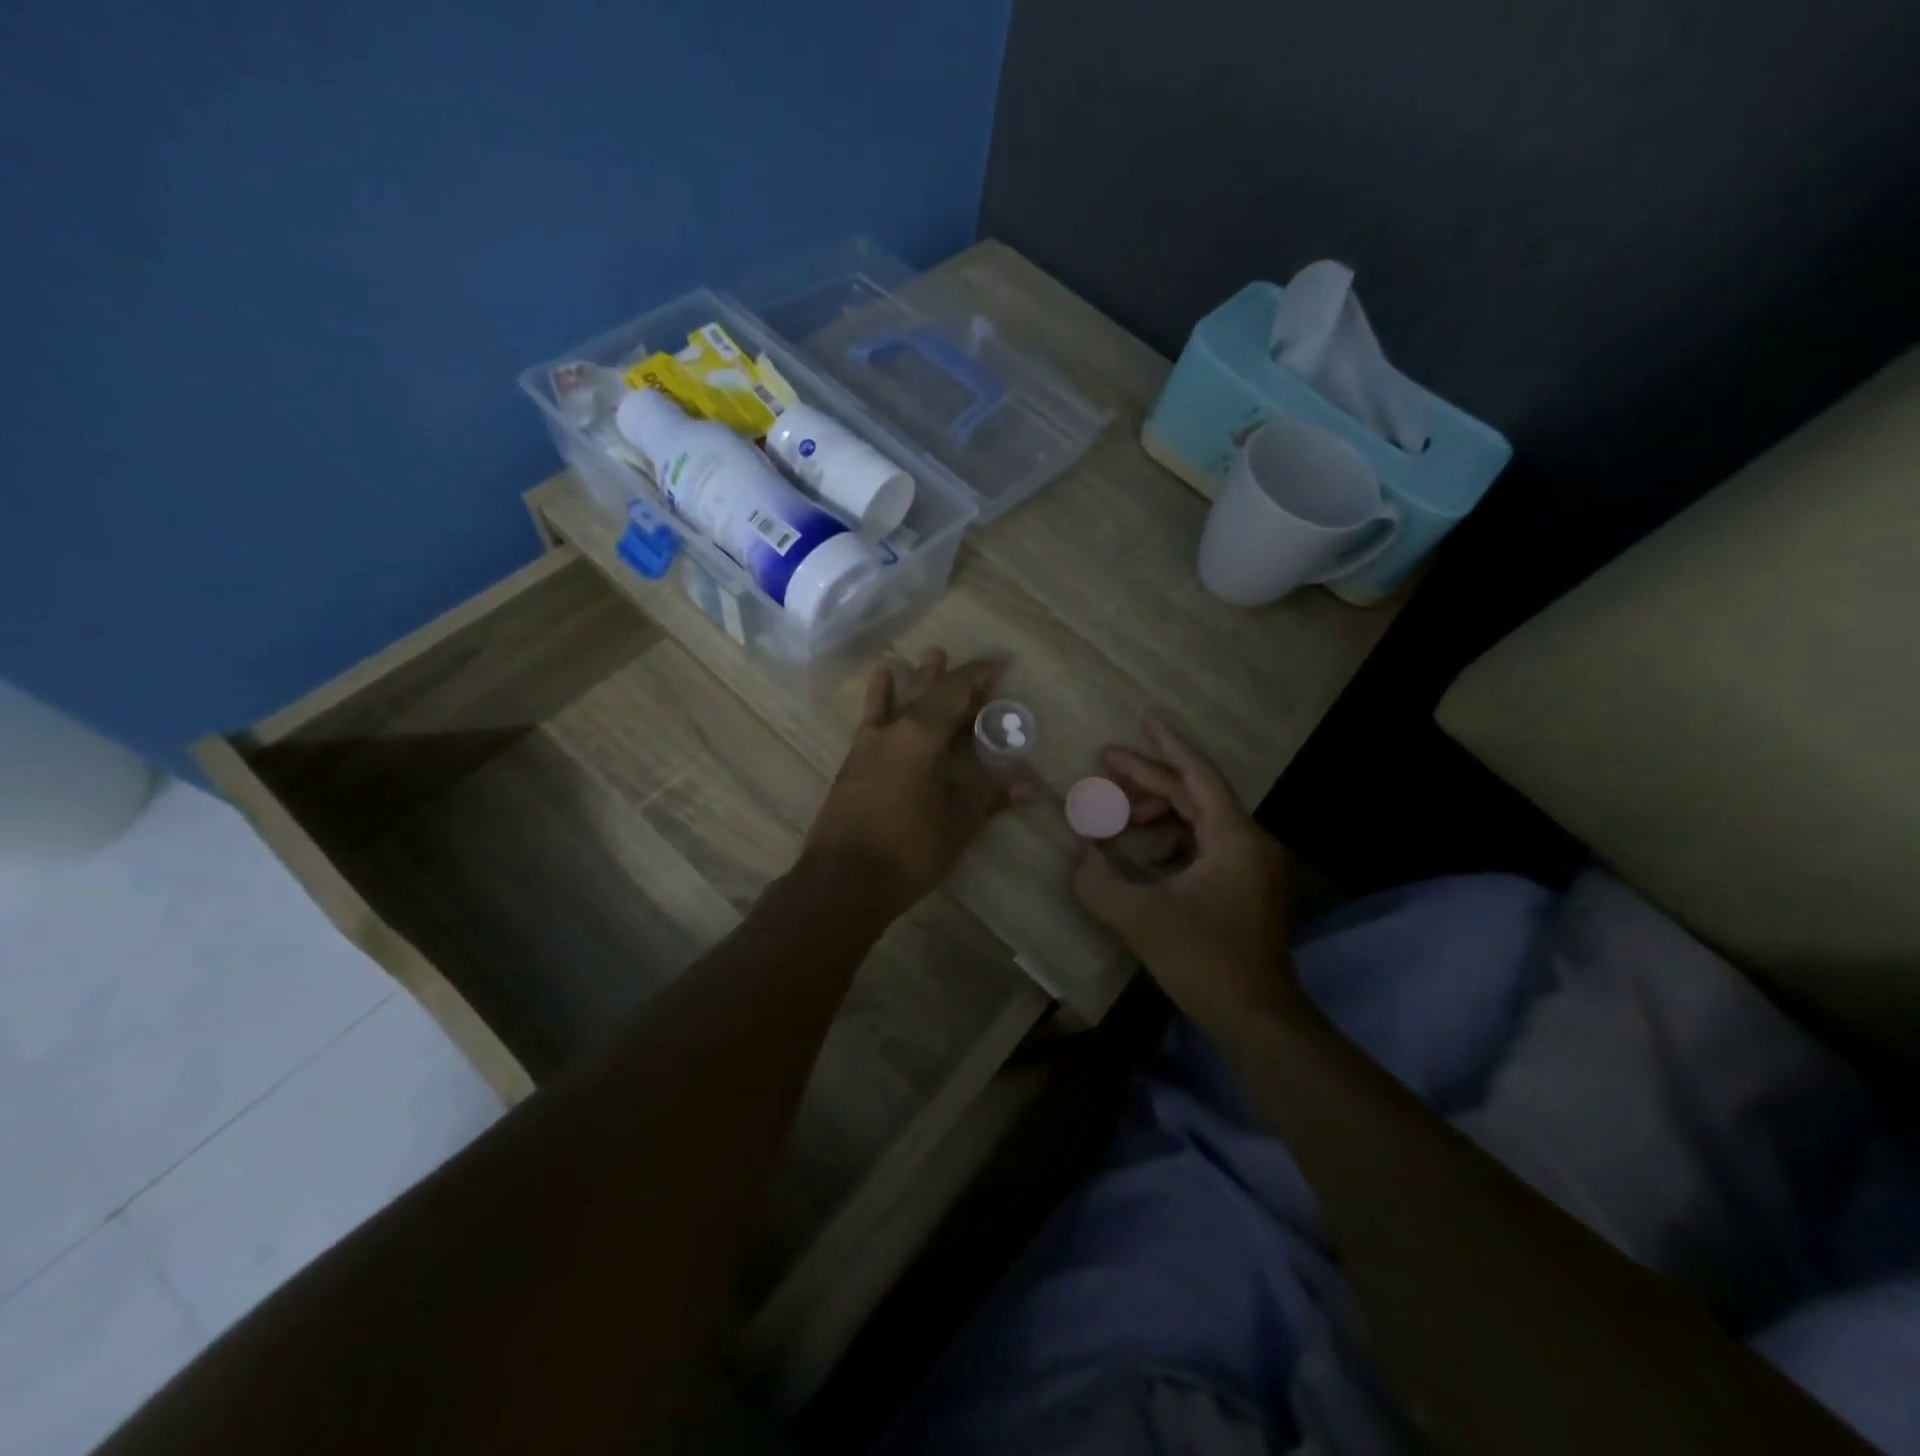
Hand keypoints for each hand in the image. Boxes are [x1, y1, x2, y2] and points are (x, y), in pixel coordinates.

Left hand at [805, 648, 1029, 912]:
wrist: (842, 881)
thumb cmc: (907, 850)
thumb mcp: (956, 824)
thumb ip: (988, 797)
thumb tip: (1028, 786)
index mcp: (920, 738)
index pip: (953, 693)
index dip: (976, 676)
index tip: (998, 664)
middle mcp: (892, 732)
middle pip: (924, 693)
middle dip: (948, 676)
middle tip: (968, 663)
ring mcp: (868, 746)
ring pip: (896, 702)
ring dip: (914, 680)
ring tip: (926, 656)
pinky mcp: (853, 764)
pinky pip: (872, 720)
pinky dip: (881, 701)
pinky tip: (881, 686)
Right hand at [1072, 718, 1299, 1033]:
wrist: (1256, 1017)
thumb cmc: (1203, 962)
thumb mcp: (1140, 919)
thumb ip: (1098, 880)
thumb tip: (1078, 851)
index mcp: (1234, 838)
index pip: (1198, 775)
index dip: (1168, 746)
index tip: (1144, 719)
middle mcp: (1249, 841)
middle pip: (1195, 794)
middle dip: (1149, 778)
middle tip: (1105, 763)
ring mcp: (1251, 864)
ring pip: (1200, 818)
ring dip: (1159, 808)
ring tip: (1119, 811)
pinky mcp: (1245, 884)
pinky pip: (1206, 842)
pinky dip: (1173, 836)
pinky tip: (1145, 847)